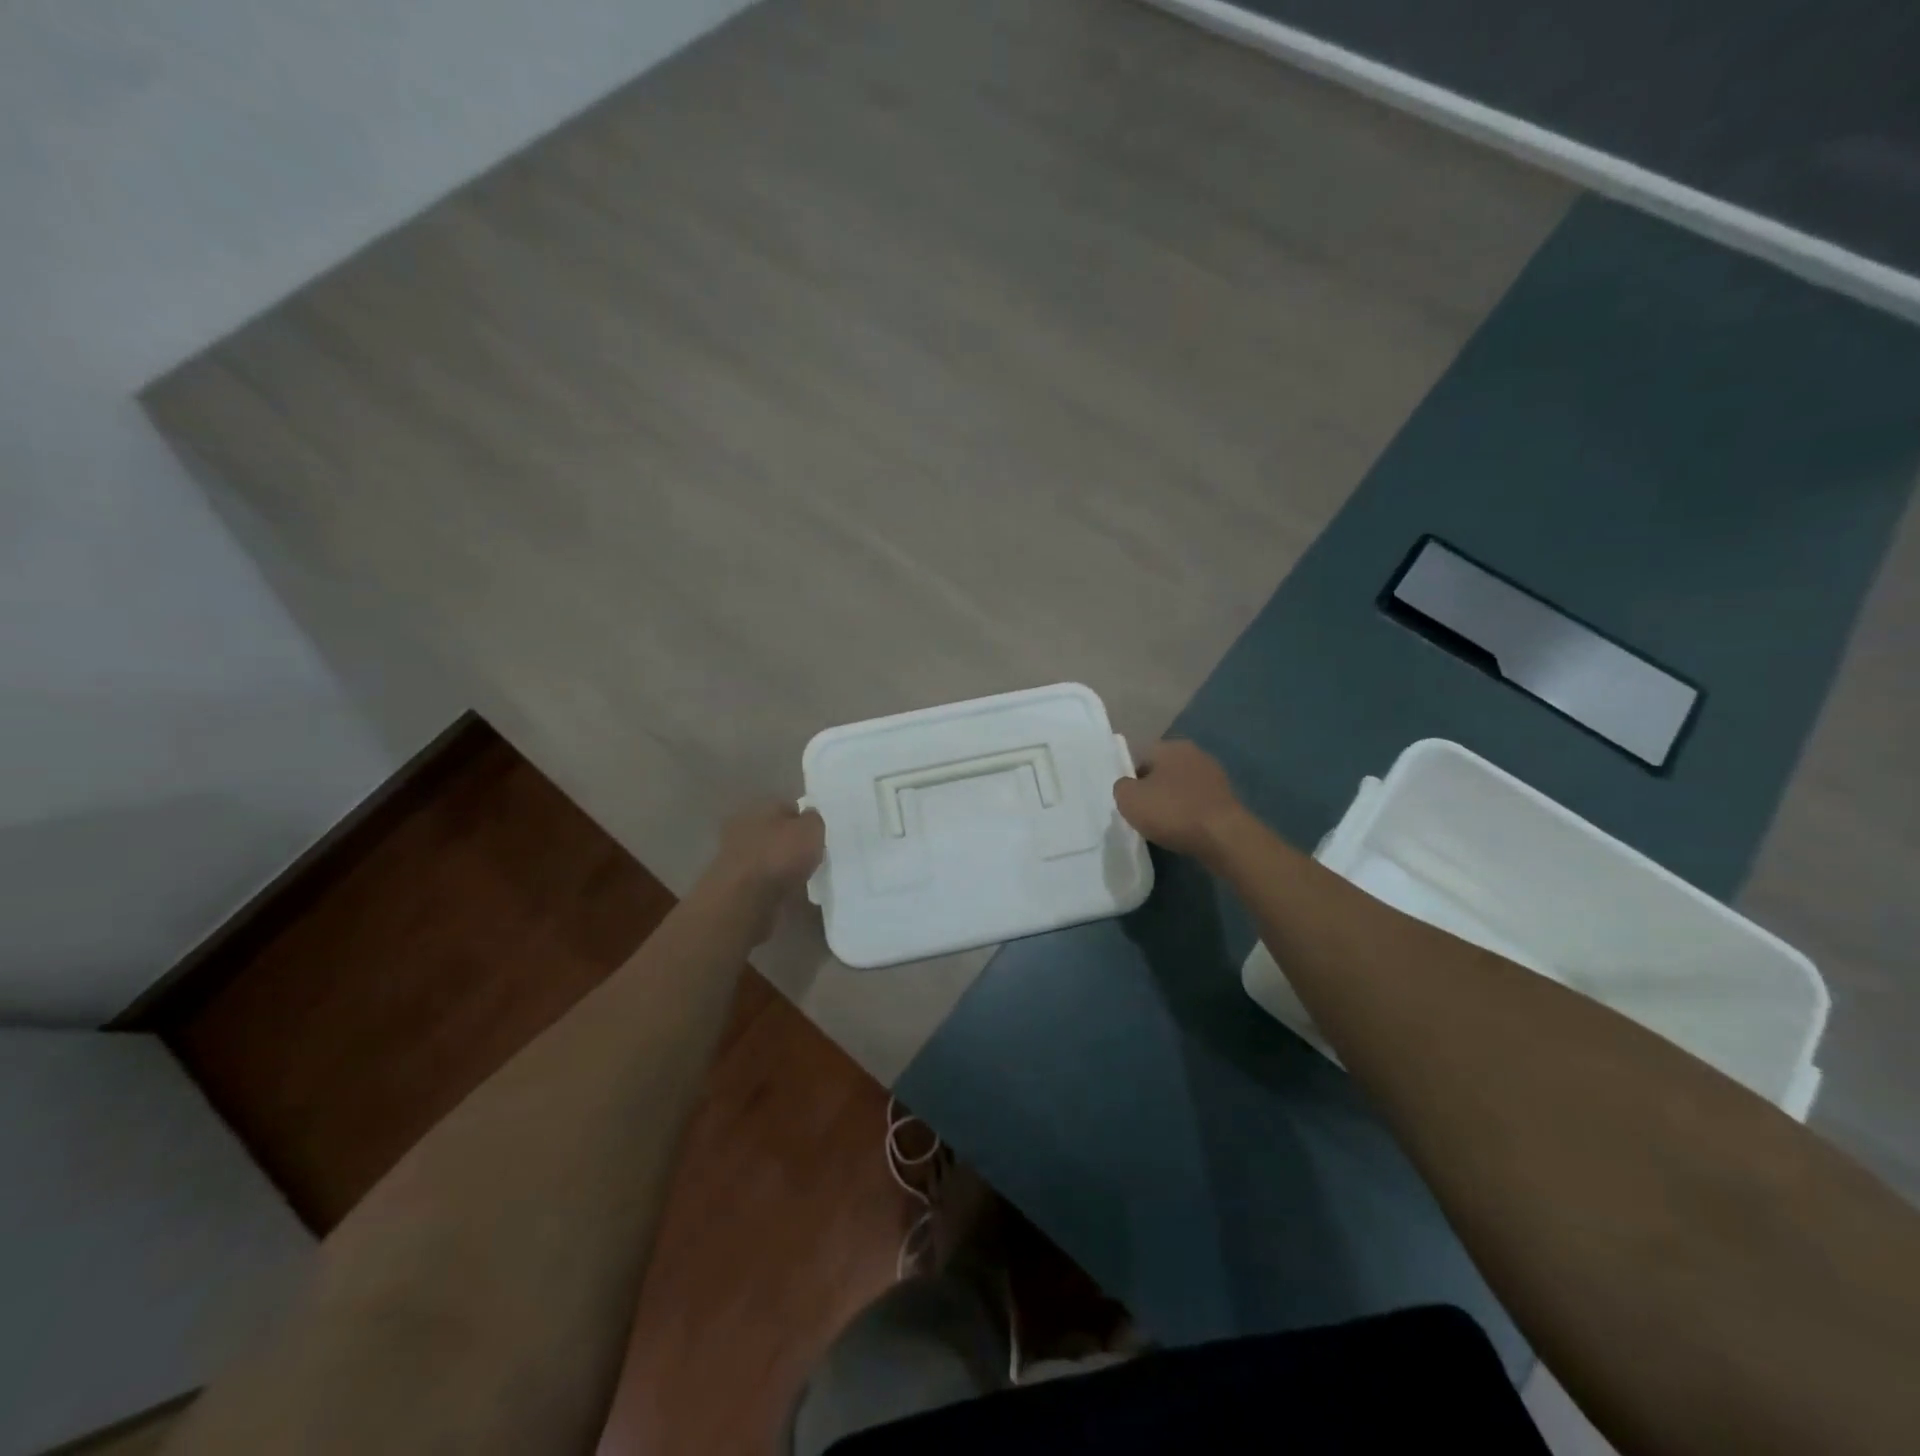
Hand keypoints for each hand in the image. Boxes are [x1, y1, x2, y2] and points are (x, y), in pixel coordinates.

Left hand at [703, 802, 825, 939]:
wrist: (745, 902)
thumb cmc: (780, 856)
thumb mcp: (810, 830)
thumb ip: (813, 820)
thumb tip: (810, 818)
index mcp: (758, 808)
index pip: (787, 807)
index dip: (805, 820)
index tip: (819, 835)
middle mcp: (743, 828)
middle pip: (775, 832)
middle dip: (790, 842)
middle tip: (812, 855)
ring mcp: (735, 858)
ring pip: (767, 856)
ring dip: (781, 864)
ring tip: (802, 876)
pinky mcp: (734, 885)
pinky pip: (762, 879)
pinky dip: (773, 884)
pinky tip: (787, 892)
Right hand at [1113, 740, 1245, 859]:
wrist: (1223, 837)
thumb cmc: (1172, 811)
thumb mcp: (1128, 799)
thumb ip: (1121, 787)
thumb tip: (1128, 786)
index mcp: (1170, 746)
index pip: (1141, 757)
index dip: (1131, 779)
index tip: (1130, 801)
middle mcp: (1194, 753)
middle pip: (1162, 771)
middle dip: (1153, 789)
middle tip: (1144, 813)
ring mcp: (1214, 775)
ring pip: (1181, 787)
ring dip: (1172, 802)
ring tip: (1164, 825)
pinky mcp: (1227, 797)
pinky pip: (1198, 802)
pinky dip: (1189, 813)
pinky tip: (1184, 830)